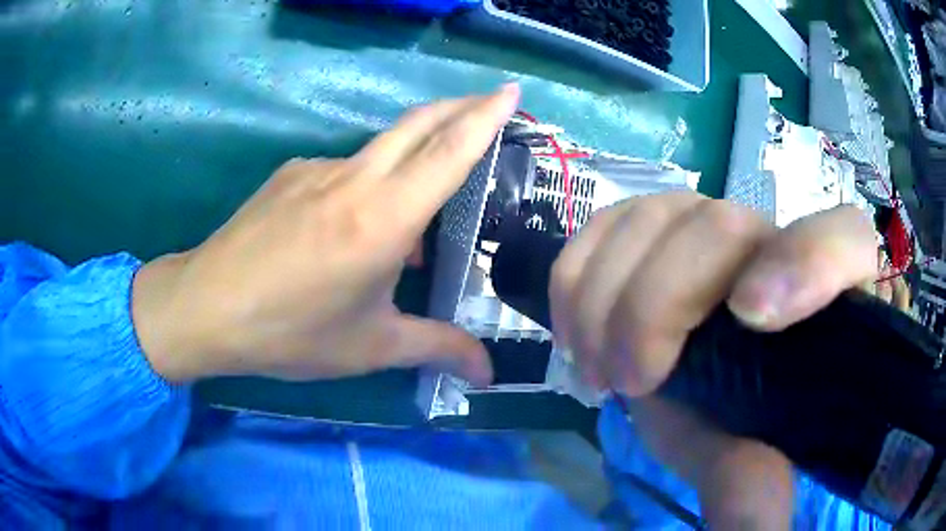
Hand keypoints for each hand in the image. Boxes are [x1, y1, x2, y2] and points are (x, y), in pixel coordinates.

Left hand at [132, 84, 520, 384]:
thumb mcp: (370, 346)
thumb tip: (488, 373)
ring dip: (413, 154)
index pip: (449, 150)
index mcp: (382, 218)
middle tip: (491, 104)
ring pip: (381, 147)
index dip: (486, 114)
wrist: (205, 307)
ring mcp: (316, 168)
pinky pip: (343, 169)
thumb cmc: (290, 331)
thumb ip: (437, 349)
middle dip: (461, 105)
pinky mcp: (290, 174)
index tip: (512, 88)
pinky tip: (354, 224)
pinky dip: (368, 183)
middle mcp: (353, 178)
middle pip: (419, 123)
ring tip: (419, 204)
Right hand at [550, 192, 877, 527]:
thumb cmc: (738, 418)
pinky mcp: (655, 220)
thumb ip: (753, 486)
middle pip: (723, 226)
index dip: (808, 261)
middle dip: (656, 309)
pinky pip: (604, 223)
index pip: (844, 242)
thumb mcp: (746, 458)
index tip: (749, 317)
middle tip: (629, 383)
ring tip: (598, 368)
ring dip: (604, 301)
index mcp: (821, 295)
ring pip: (652, 218)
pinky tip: (575, 331)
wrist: (699, 375)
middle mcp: (773, 239)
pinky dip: (575, 278)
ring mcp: (709, 218)